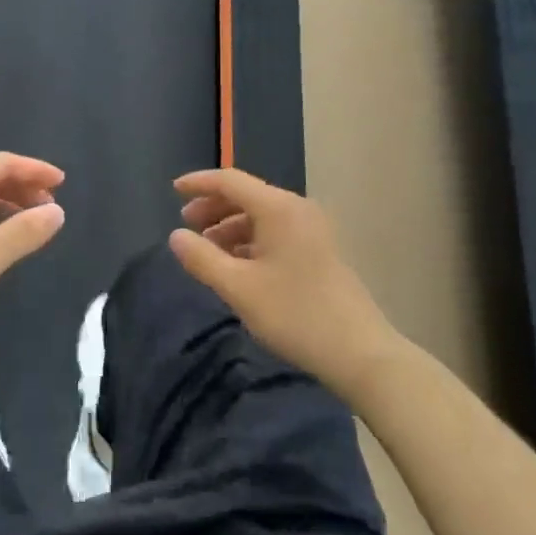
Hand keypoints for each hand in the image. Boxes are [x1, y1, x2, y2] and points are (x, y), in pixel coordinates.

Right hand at [169, 168, 397, 397]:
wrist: (361, 353)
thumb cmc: (295, 314)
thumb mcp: (238, 288)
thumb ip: (202, 258)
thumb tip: (176, 236)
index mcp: (278, 208)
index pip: (230, 181)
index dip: (199, 183)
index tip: (174, 191)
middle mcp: (297, 209)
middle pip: (247, 196)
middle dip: (213, 207)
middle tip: (187, 226)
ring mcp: (312, 230)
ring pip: (261, 216)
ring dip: (231, 227)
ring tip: (208, 251)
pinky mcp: (320, 251)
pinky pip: (276, 232)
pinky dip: (251, 241)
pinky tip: (237, 265)